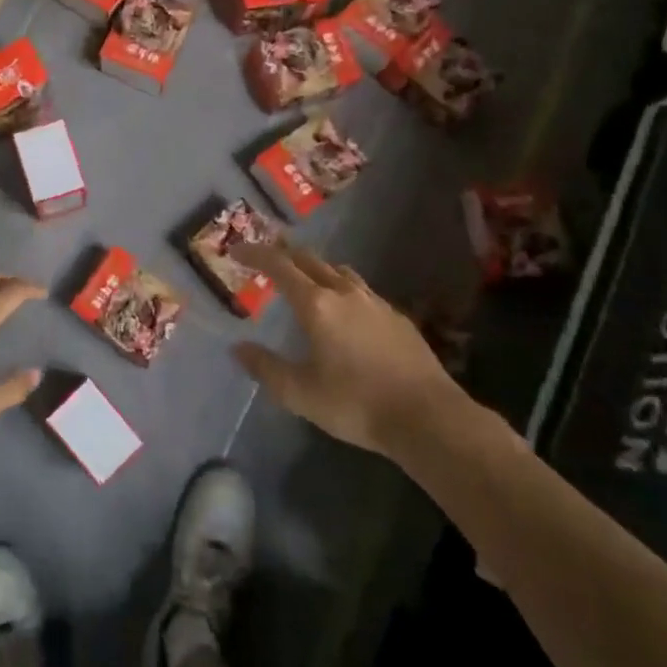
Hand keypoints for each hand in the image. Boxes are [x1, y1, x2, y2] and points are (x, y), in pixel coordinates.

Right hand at [232, 242, 457, 457]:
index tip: (238, 250)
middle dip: (285, 255)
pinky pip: (363, 291)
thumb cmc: (356, 404)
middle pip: (310, 260)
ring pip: (340, 272)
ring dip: (317, 269)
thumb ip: (266, 368)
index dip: (256, 254)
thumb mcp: (300, 393)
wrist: (428, 417)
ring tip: (306, 280)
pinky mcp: (398, 319)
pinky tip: (347, 312)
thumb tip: (239, 348)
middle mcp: (345, 294)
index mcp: (316, 305)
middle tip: (267, 258)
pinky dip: (343, 289)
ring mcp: (376, 303)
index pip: (280, 266)